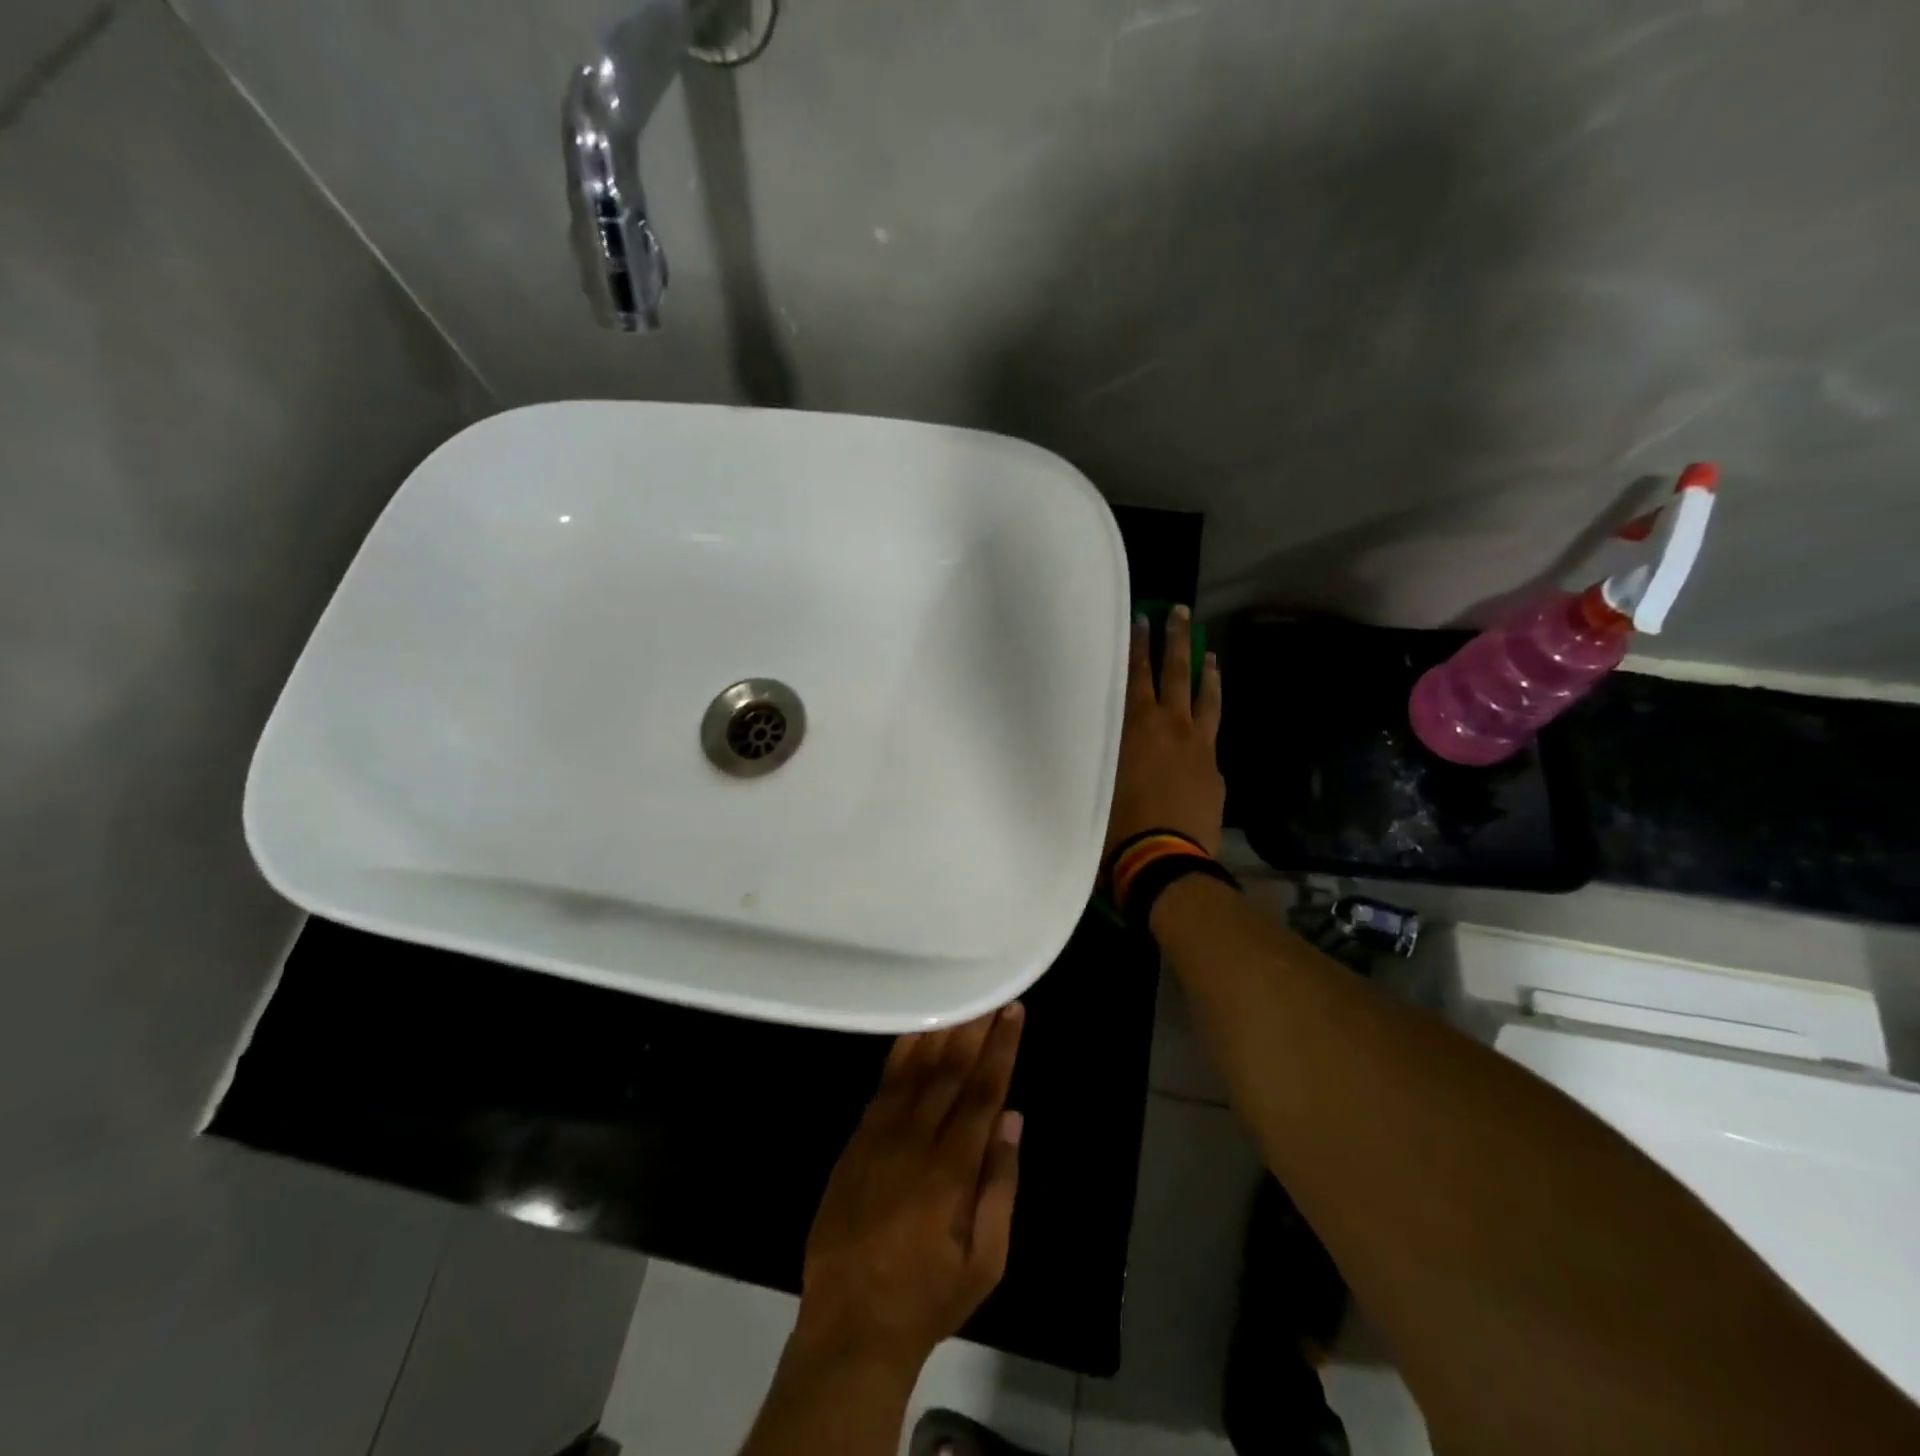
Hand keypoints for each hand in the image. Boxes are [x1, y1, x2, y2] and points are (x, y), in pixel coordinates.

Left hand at [794, 1006, 1025, 1373]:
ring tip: (960, 996)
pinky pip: (882, 1084)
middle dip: (974, 1026)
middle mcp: (916, 1140)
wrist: (849, 1325)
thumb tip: (1012, 1118)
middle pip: (950, 1069)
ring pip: (915, 1068)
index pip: (983, 1091)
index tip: (1013, 1010)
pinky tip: (915, 1029)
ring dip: (940, 1029)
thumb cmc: (929, 1297)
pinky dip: (901, 1052)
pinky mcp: (857, 1140)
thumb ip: (1001, 1186)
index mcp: (952, 1170)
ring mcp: (881, 1136)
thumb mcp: (986, 1263)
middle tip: (991, 991)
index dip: (1001, 1047)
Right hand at [1106, 605, 1224, 856]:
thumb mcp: (1097, 780)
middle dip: (1176, 640)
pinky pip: (1214, 733)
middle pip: (1176, 673)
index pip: (1136, 674)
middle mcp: (1171, 726)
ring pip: (1206, 699)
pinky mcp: (1214, 770)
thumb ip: (1100, 753)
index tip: (1142, 620)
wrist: (1164, 861)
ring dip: (1205, 672)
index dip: (1138, 646)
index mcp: (1136, 725)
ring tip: (1209, 653)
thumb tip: (1093, 743)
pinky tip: (1210, 718)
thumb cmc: (1116, 823)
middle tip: (1179, 613)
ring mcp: (1199, 747)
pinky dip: (1212, 716)